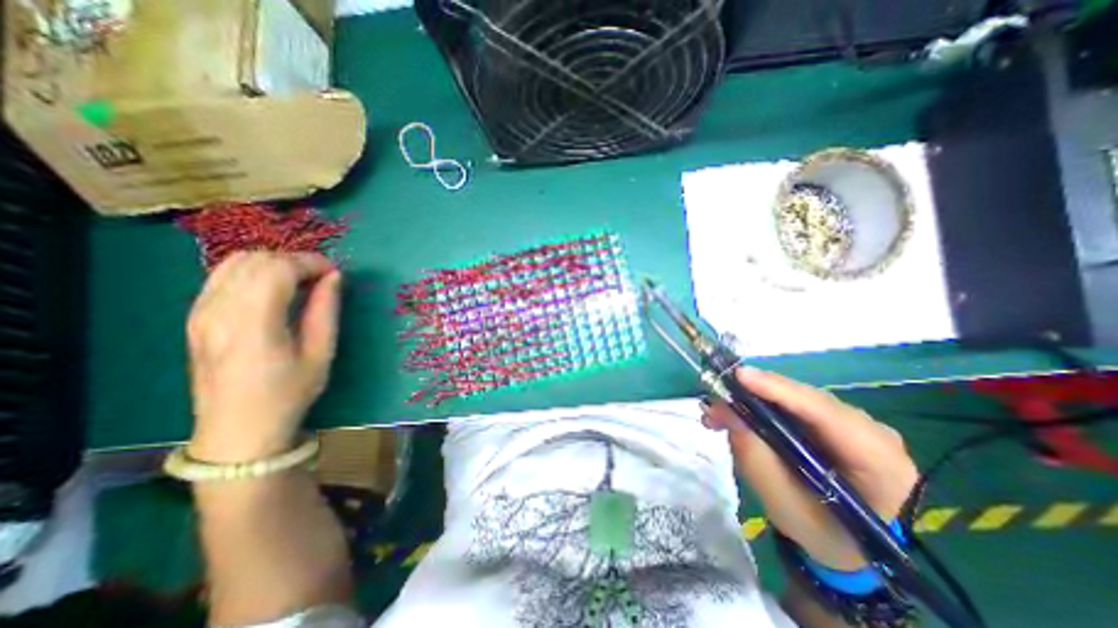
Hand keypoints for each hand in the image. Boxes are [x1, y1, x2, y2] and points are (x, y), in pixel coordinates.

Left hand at [186, 254, 340, 463]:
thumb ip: (325, 310)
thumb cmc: (289, 393)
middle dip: (294, 260)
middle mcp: (218, 311)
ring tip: (301, 281)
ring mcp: (201, 313)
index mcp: (253, 324)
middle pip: (255, 260)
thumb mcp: (320, 353)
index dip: (310, 263)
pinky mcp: (196, 317)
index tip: (334, 273)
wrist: (237, 428)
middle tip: (322, 278)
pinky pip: (223, 276)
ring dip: (273, 263)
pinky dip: (254, 271)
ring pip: (235, 263)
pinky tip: (274, 289)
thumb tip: (334, 277)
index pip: (277, 269)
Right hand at [701, 370, 920, 571]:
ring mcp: (853, 423)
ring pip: (795, 399)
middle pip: (806, 399)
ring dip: (753, 401)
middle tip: (713, 403)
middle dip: (755, 395)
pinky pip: (793, 406)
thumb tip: (724, 409)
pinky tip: (736, 415)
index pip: (825, 412)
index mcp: (879, 460)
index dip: (779, 390)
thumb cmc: (821, 535)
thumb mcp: (783, 503)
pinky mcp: (833, 422)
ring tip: (716, 414)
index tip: (738, 376)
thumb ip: (754, 455)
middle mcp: (871, 431)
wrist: (848, 547)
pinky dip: (761, 407)